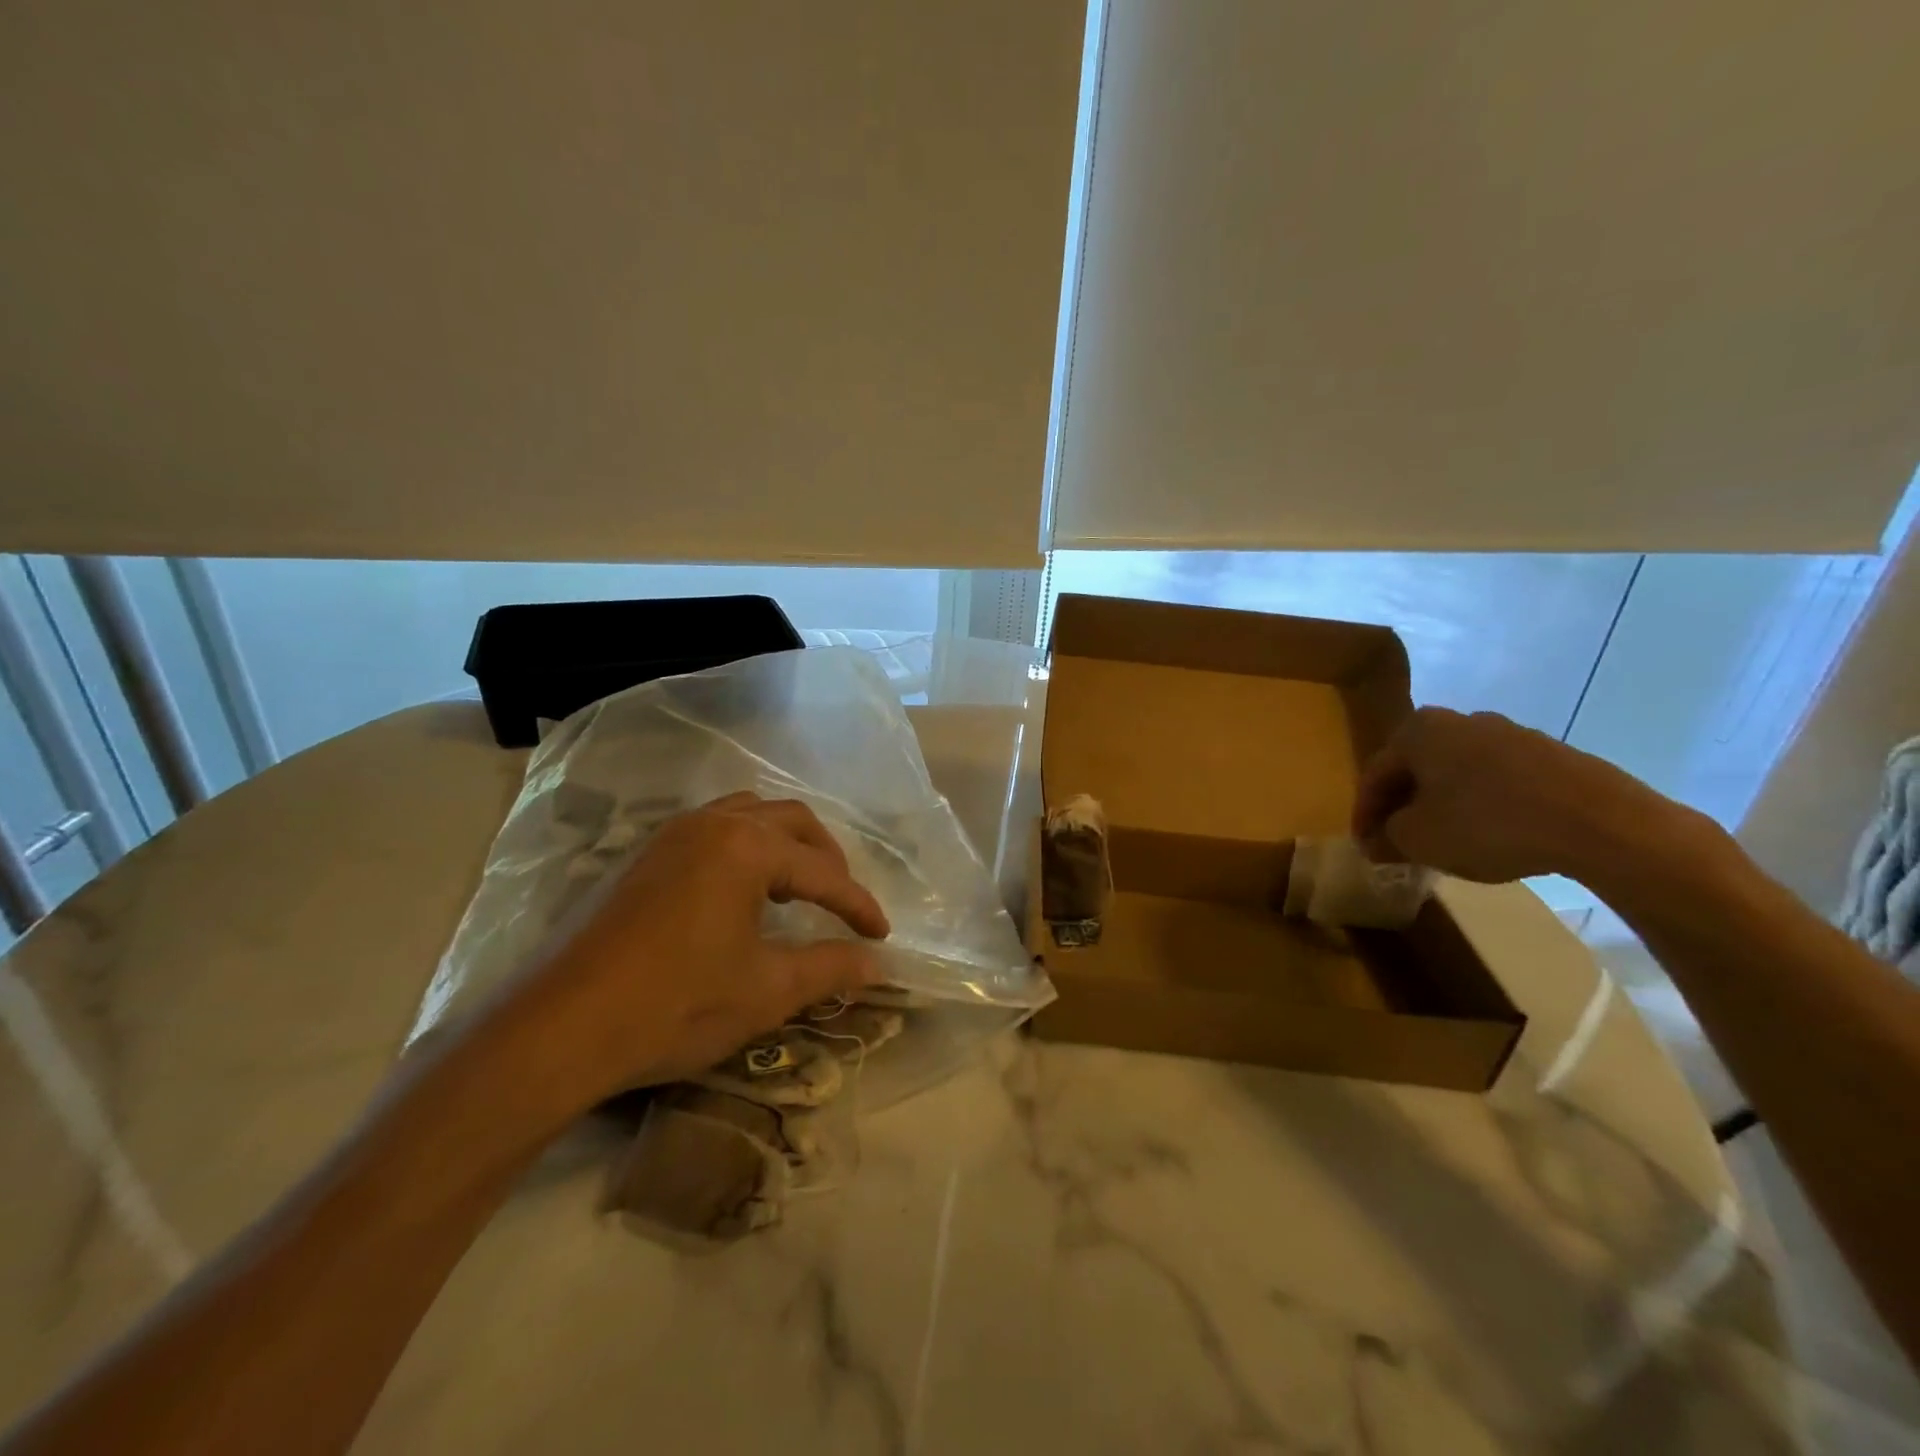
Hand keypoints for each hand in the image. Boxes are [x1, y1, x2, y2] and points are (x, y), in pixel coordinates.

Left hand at [495, 793, 890, 1114]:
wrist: (559, 1029)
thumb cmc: (676, 1005)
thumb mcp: (766, 990)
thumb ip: (830, 968)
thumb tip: (878, 965)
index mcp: (746, 847)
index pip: (823, 871)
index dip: (857, 905)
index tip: (882, 936)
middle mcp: (711, 823)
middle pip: (790, 821)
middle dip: (827, 859)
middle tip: (841, 902)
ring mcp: (670, 835)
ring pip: (747, 816)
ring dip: (783, 845)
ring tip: (796, 888)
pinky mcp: (641, 857)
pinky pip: (711, 830)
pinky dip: (744, 849)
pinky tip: (741, 892)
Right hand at [1351, 708, 1680, 883]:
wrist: (1602, 824)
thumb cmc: (1488, 824)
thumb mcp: (1418, 839)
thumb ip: (1387, 837)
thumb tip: (1376, 841)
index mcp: (1419, 730)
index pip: (1375, 774)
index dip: (1364, 814)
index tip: (1365, 846)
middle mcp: (1460, 720)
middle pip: (1417, 769)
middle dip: (1404, 806)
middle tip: (1398, 842)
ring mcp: (1511, 734)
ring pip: (1458, 774)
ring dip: (1444, 805)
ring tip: (1445, 843)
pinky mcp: (1551, 756)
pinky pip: (1499, 781)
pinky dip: (1484, 806)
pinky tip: (1491, 836)